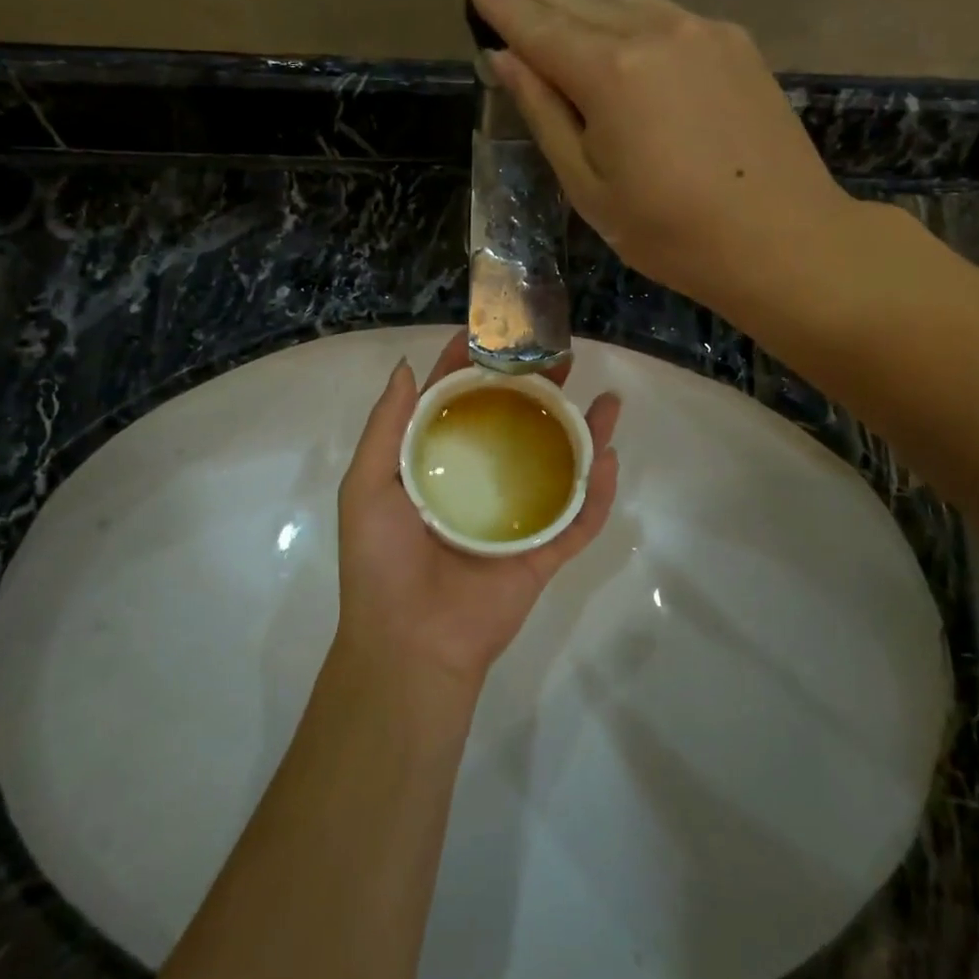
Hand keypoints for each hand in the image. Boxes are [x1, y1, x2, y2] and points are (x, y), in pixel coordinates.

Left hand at [334, 334, 621, 690]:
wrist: (408, 644)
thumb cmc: (380, 561)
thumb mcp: (367, 485)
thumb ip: (387, 425)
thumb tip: (405, 366)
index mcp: (437, 467)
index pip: (459, 405)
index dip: (474, 368)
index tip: (492, 334)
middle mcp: (480, 484)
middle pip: (517, 427)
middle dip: (540, 391)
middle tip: (562, 359)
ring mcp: (515, 519)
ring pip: (557, 467)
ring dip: (585, 434)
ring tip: (607, 400)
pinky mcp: (541, 554)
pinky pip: (576, 520)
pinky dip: (597, 493)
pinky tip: (610, 459)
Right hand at [467, 0, 859, 324]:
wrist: (783, 239)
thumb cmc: (671, 232)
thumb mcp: (590, 187)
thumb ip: (546, 115)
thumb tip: (507, 59)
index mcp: (611, 74)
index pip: (540, 28)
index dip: (503, 6)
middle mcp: (653, 33)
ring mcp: (699, 30)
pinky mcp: (732, 41)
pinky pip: (660, 5)